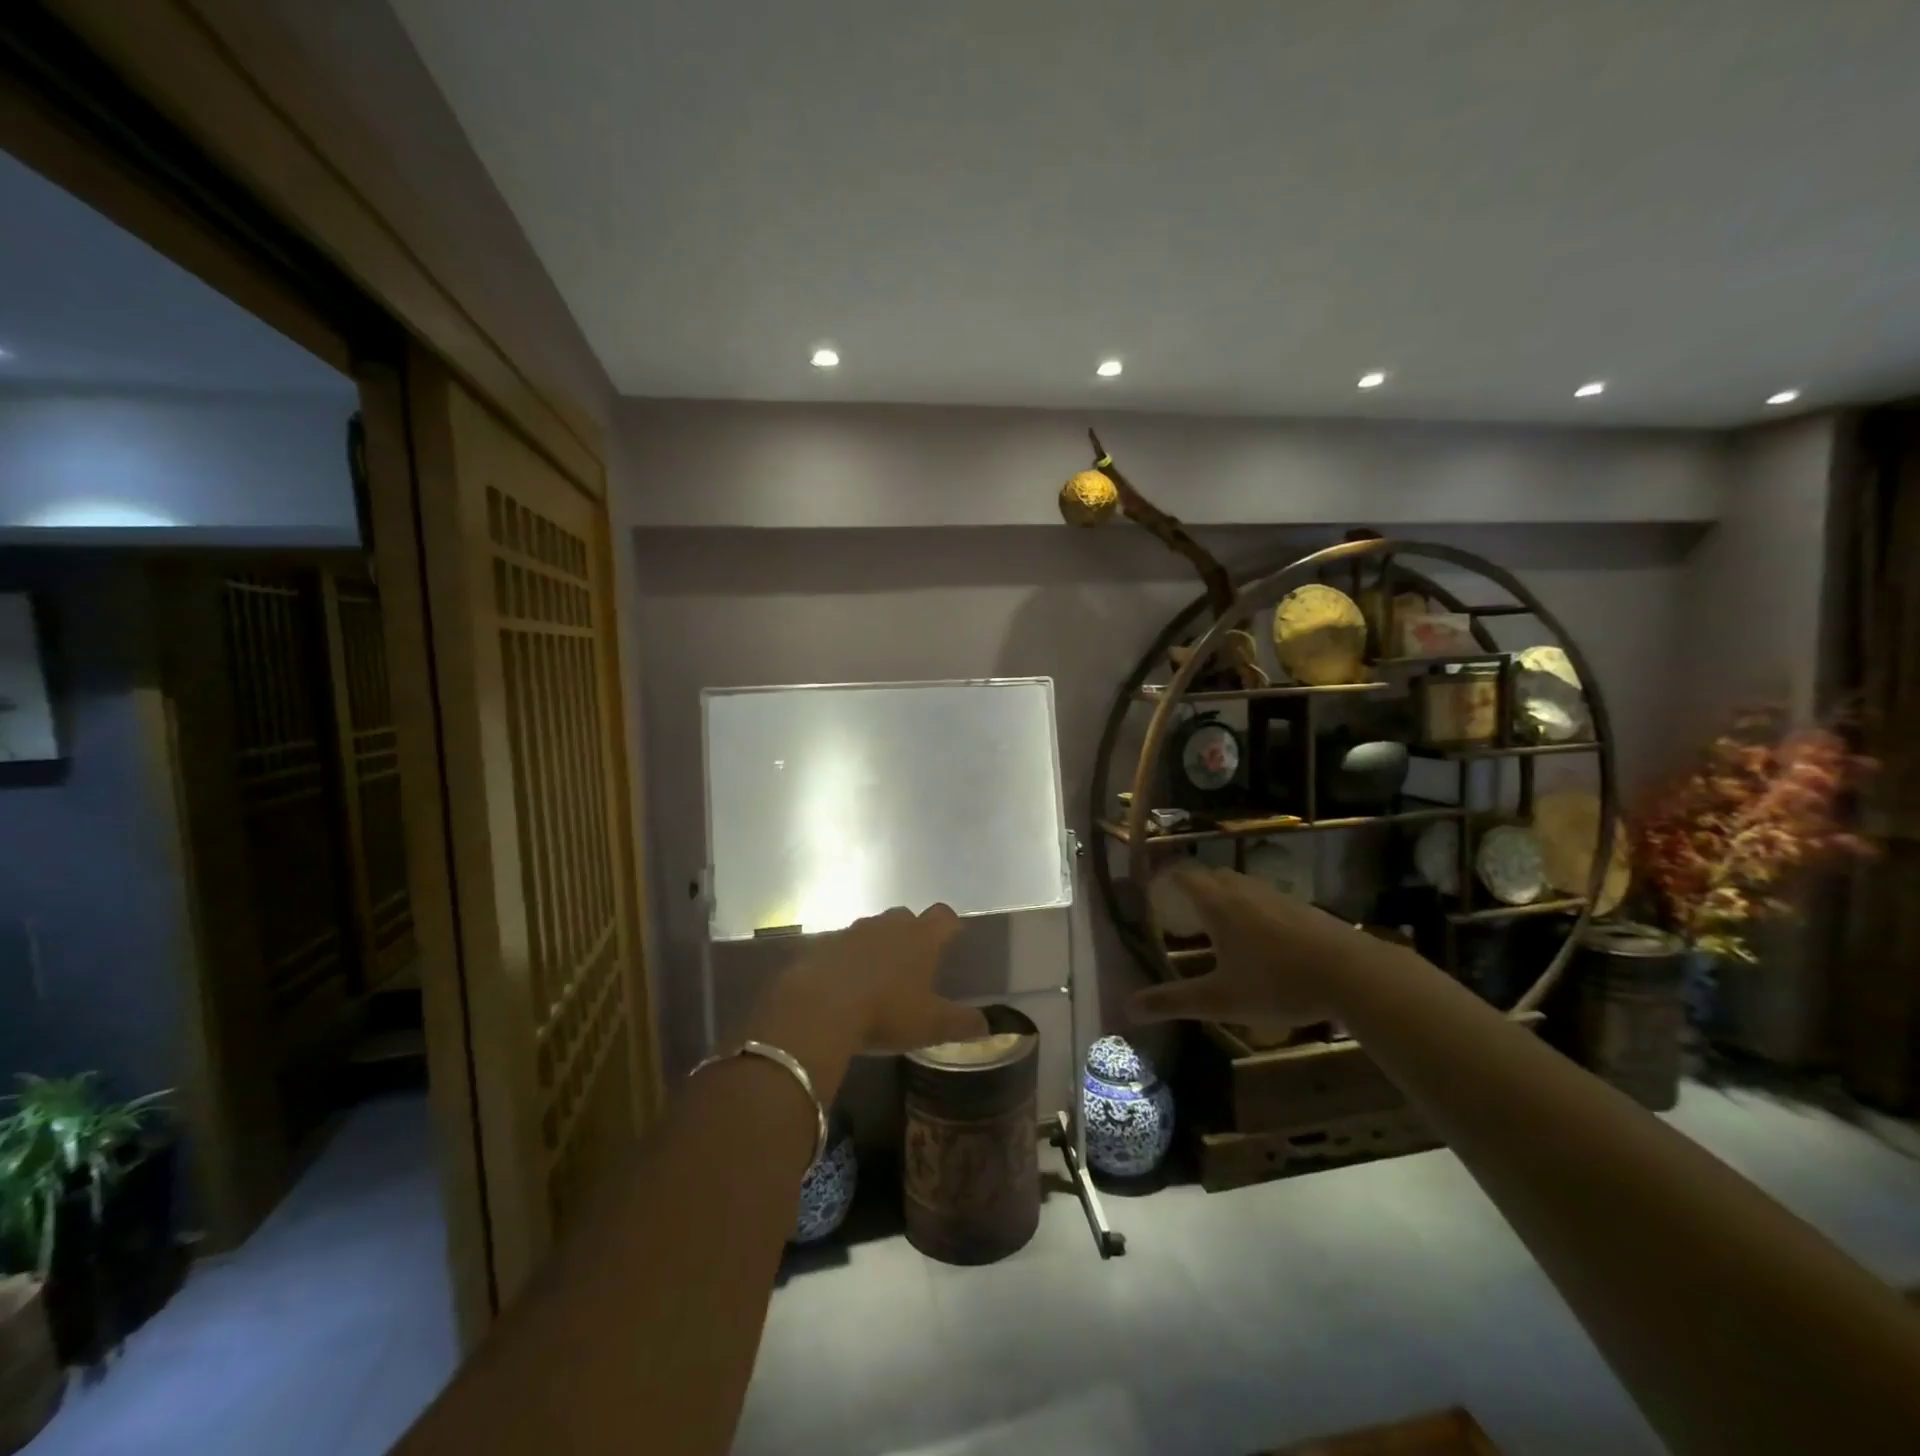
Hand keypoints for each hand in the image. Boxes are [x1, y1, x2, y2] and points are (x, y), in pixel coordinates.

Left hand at [772, 905, 986, 1055]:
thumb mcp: (931, 1025)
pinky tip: (843, 986)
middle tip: (912, 964)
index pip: (944, 916)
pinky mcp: (822, 945)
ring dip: (876, 946)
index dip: (950, 926)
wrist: (819, 1008)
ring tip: (876, 977)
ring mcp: (852, 931)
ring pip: (872, 929)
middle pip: (906, 916)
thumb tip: (988, 1026)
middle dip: (911, 934)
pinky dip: (846, 960)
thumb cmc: (886, 1011)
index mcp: (921, 937)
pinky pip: (840, 946)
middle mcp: (888, 925)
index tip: (952, 940)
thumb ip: (963, 1023)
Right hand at [1128, 866, 1377, 1036]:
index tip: (1151, 888)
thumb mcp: (1220, 1000)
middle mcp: (1243, 891)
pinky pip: (1264, 899)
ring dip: (1223, 897)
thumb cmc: (1277, 983)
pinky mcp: (1302, 909)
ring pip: (1240, 886)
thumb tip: (1128, 1007)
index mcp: (1217, 904)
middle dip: (1193, 887)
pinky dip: (1251, 909)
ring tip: (1217, 925)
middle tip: (1180, 910)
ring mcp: (1276, 896)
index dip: (1164, 877)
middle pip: (1211, 876)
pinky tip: (1260, 940)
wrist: (1353, 974)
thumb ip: (1173, 1001)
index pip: (1182, 875)